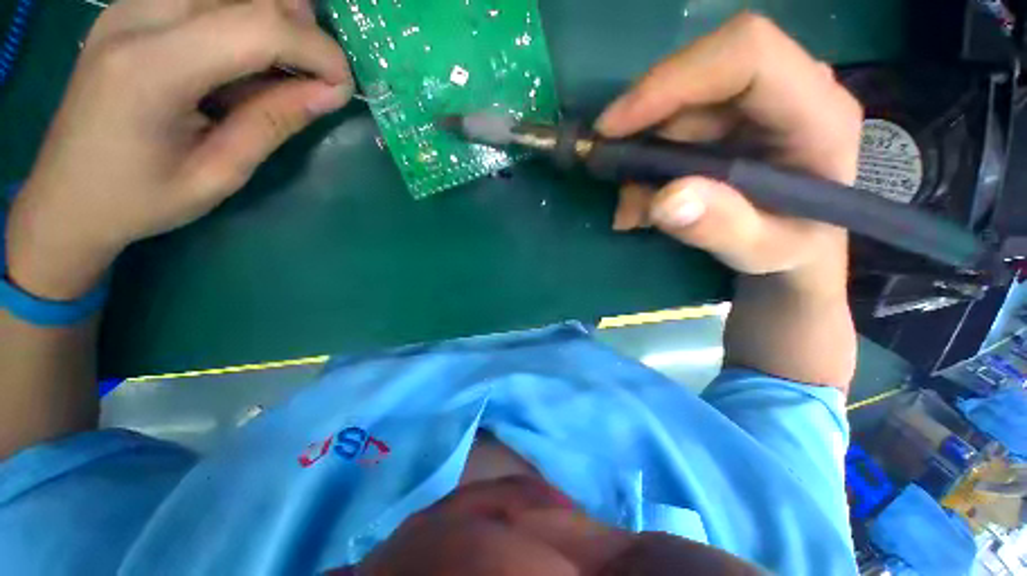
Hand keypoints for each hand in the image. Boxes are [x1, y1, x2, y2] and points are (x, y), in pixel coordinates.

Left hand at [6, 0, 351, 299]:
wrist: (65, 196)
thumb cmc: (139, 200)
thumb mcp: (219, 174)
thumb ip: (274, 123)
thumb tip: (331, 93)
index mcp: (152, 68)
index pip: (258, 26)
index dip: (317, 49)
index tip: (343, 86)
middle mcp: (138, 16)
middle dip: (298, 29)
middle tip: (312, 78)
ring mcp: (130, 5)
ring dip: (270, 21)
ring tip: (279, 70)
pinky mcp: (132, 7)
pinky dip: (241, 20)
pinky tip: (241, 59)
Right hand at [596, 13, 862, 285]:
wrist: (793, 247)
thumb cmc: (790, 251)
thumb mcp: (763, 253)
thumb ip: (723, 229)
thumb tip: (665, 199)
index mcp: (817, 113)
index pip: (745, 54)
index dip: (671, 80)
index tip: (612, 128)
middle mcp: (788, 89)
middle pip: (696, 78)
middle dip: (643, 132)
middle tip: (617, 185)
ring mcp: (753, 101)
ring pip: (674, 106)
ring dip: (638, 160)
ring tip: (633, 213)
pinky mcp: (726, 118)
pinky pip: (668, 126)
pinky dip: (642, 166)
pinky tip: (641, 203)